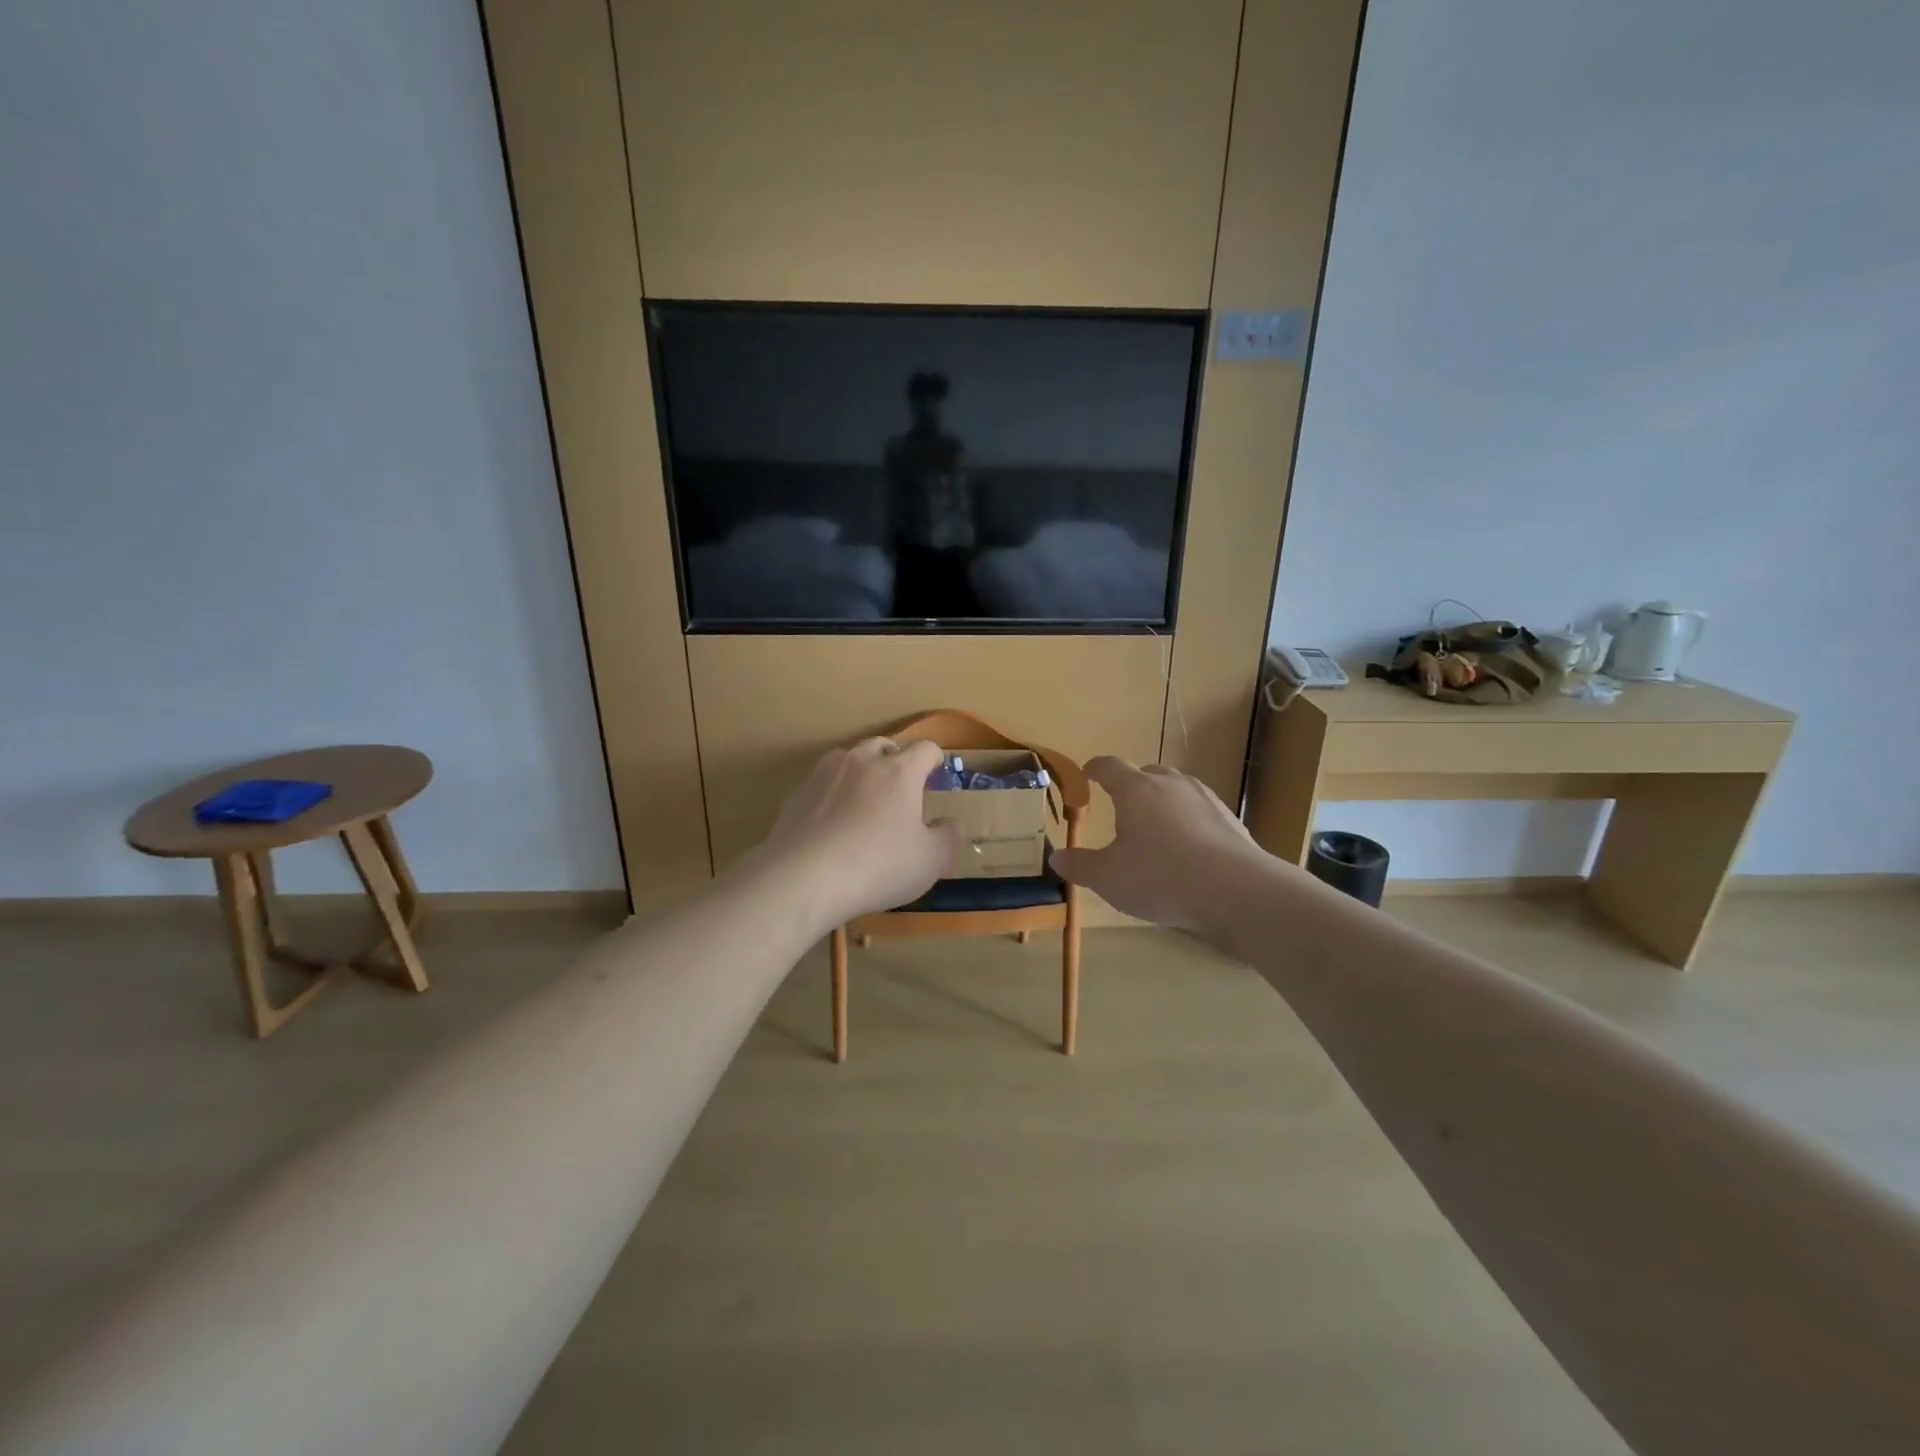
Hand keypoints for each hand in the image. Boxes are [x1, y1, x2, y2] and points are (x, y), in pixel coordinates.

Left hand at [747, 737, 966, 929]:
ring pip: (848, 757)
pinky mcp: (797, 794)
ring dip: (861, 770)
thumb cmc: (878, 865)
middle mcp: (862, 762)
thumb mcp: (929, 861)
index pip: (925, 748)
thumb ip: (947, 838)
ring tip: (864, 797)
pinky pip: (822, 783)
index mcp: (900, 771)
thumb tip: (952, 824)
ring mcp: (824, 774)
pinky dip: (832, 793)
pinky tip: (831, 821)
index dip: (934, 758)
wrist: (803, 877)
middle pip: (883, 745)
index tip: (937, 771)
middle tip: (901, 784)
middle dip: (896, 758)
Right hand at [1050, 758, 1273, 931]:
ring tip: (1155, 827)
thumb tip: (1057, 858)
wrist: (1236, 891)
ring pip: (1177, 790)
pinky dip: (1188, 822)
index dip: (1096, 769)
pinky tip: (1188, 849)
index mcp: (1136, 790)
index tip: (1088, 773)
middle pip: (1147, 773)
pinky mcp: (1230, 820)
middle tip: (1122, 804)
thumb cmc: (1160, 877)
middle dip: (1132, 785)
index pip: (1110, 767)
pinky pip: (1200, 812)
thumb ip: (1080, 866)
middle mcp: (1171, 785)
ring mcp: (1205, 799)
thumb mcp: (1108, 878)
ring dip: (1163, 802)